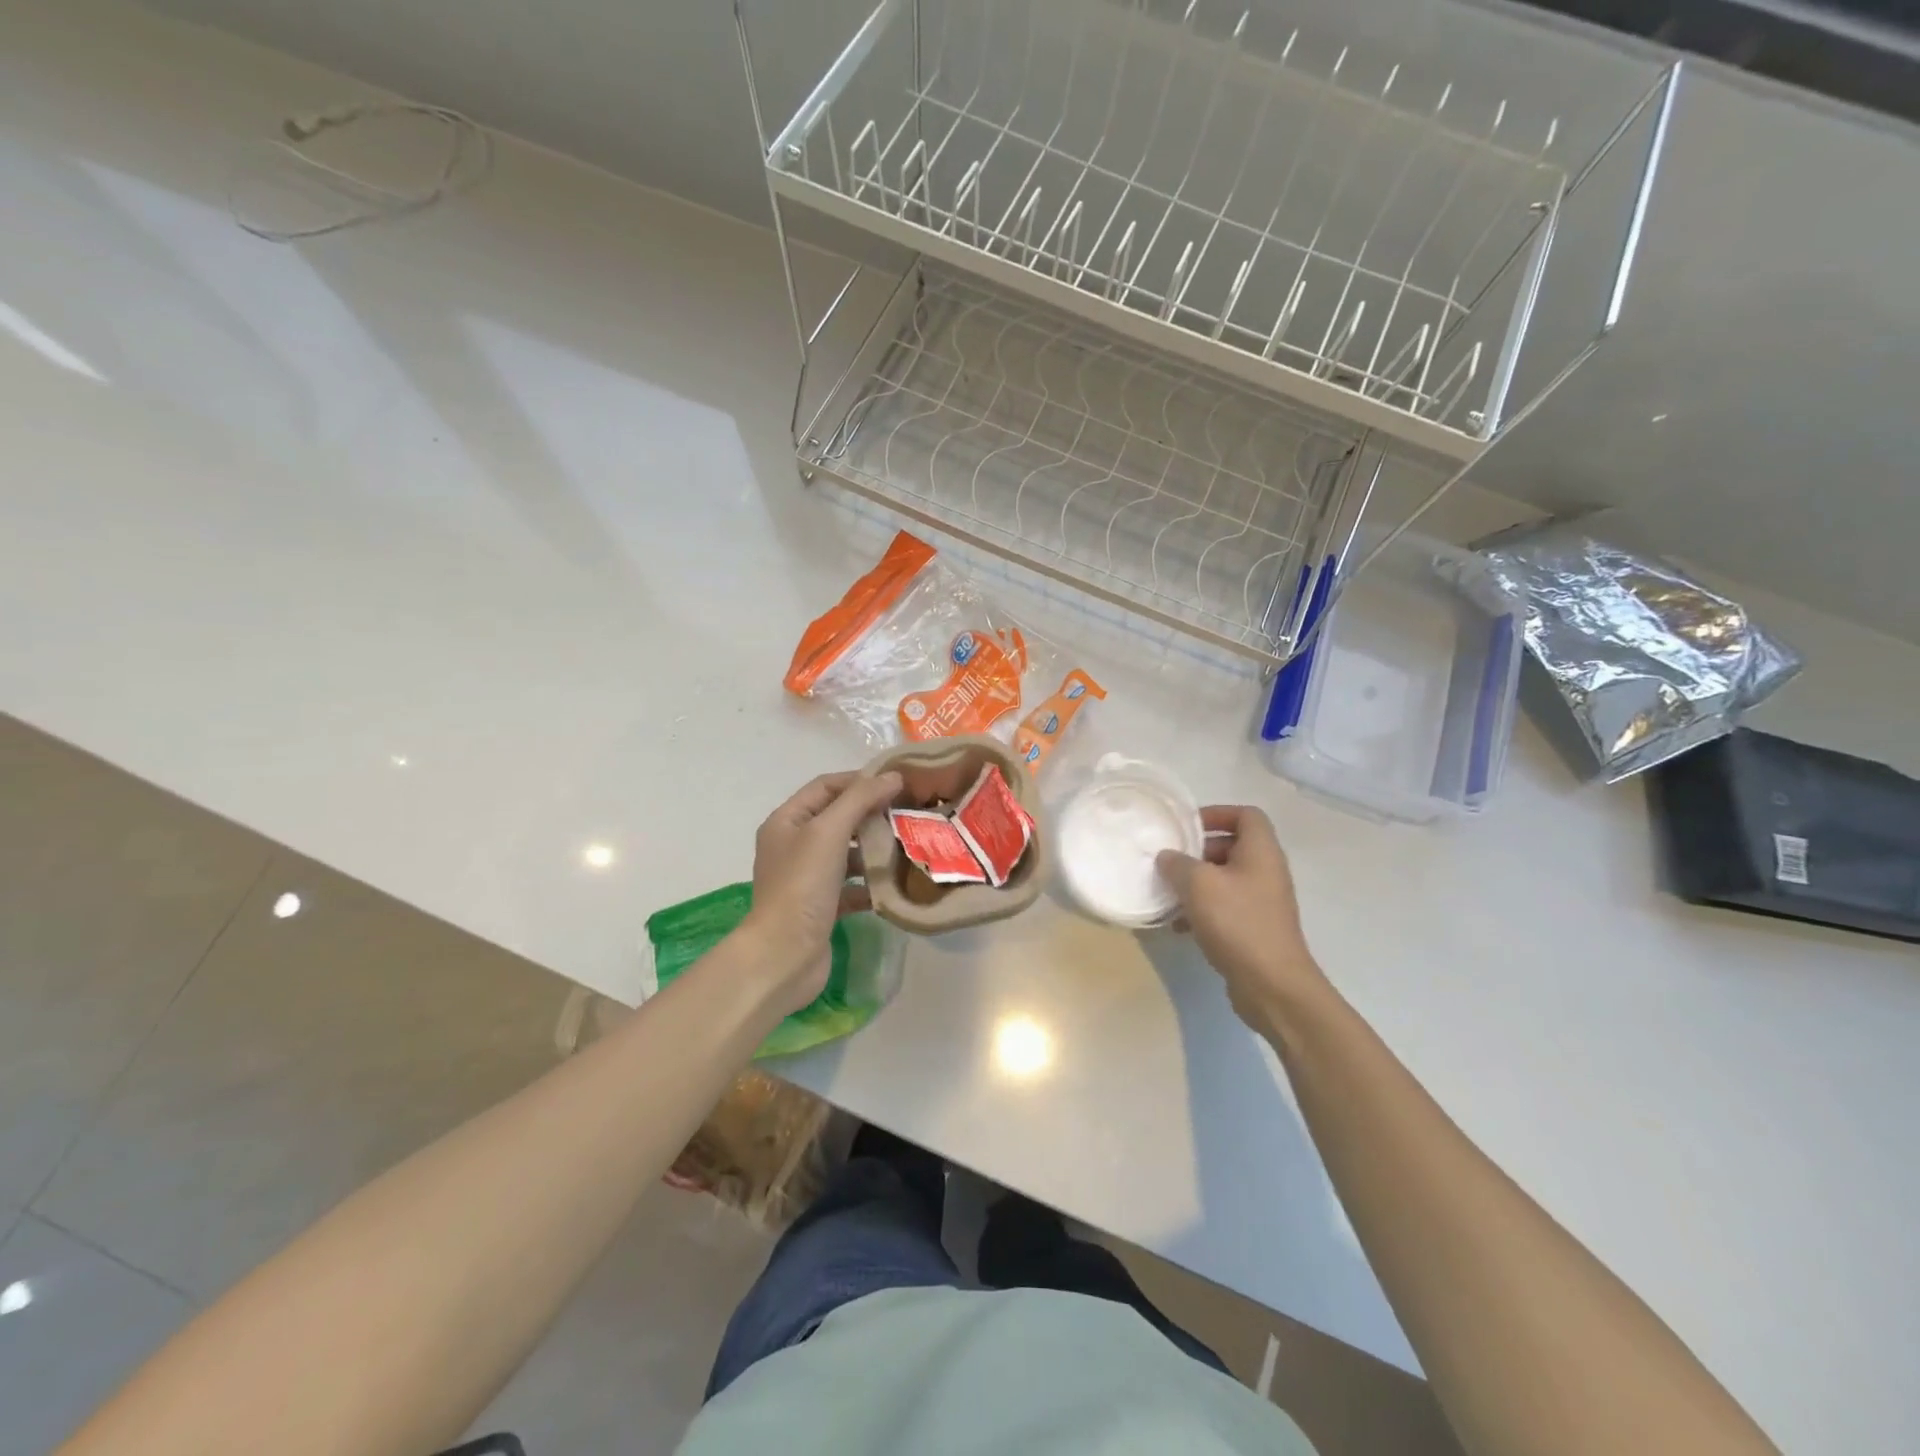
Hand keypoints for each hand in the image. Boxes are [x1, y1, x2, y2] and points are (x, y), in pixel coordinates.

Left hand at [739, 769, 902, 1014]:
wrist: (784, 955)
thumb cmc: (802, 885)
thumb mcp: (828, 832)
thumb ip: (860, 799)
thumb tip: (892, 776)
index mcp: (786, 821)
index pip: (826, 786)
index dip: (859, 780)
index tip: (897, 783)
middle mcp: (793, 846)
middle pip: (838, 818)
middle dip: (872, 815)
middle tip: (908, 813)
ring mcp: (807, 878)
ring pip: (847, 853)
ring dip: (875, 849)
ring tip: (908, 846)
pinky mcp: (822, 907)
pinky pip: (852, 886)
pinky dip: (872, 883)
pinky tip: (897, 883)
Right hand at [1156, 806, 1325, 1029]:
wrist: (1273, 985)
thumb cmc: (1238, 923)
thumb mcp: (1198, 885)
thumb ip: (1178, 863)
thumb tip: (1168, 856)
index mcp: (1261, 851)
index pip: (1246, 815)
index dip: (1217, 813)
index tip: (1187, 827)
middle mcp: (1266, 871)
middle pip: (1233, 846)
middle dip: (1199, 852)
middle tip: (1172, 862)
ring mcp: (1263, 902)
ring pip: (1225, 879)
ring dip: (1196, 883)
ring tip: (1169, 895)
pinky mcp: (1255, 928)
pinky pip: (1226, 907)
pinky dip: (1202, 909)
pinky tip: (1179, 926)